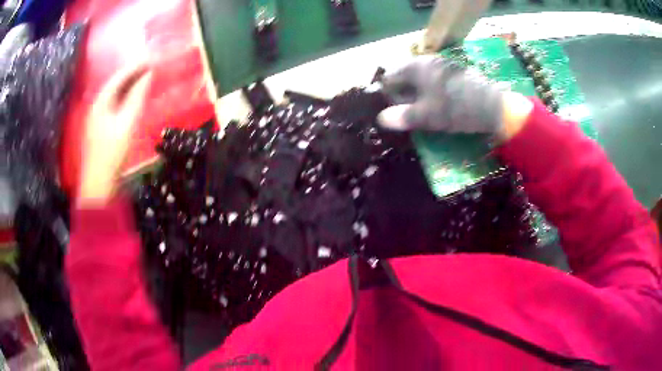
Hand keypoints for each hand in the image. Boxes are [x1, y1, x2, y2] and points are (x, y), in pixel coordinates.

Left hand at [79, 63, 150, 203]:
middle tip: (148, 68)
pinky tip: (130, 102)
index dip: (136, 66)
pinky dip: (123, 100)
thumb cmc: (112, 152)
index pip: (119, 76)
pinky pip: (112, 106)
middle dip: (131, 74)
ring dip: (127, 87)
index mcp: (100, 101)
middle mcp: (95, 106)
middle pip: (114, 84)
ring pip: (113, 96)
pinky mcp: (98, 130)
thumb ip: (137, 96)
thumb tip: (148, 74)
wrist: (98, 184)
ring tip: (142, 81)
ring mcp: (95, 119)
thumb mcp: (127, 122)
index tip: (151, 59)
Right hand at [377, 56, 531, 141]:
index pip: (390, 77)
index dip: (389, 95)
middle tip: (411, 114)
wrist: (494, 107)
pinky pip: (435, 80)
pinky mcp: (454, 71)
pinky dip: (432, 91)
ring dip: (418, 94)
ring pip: (421, 79)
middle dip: (404, 95)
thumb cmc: (457, 108)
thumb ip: (403, 116)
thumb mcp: (428, 116)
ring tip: (425, 112)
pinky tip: (440, 105)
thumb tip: (382, 119)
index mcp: (416, 66)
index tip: (396, 111)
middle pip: (405, 77)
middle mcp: (427, 60)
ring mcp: (442, 64)